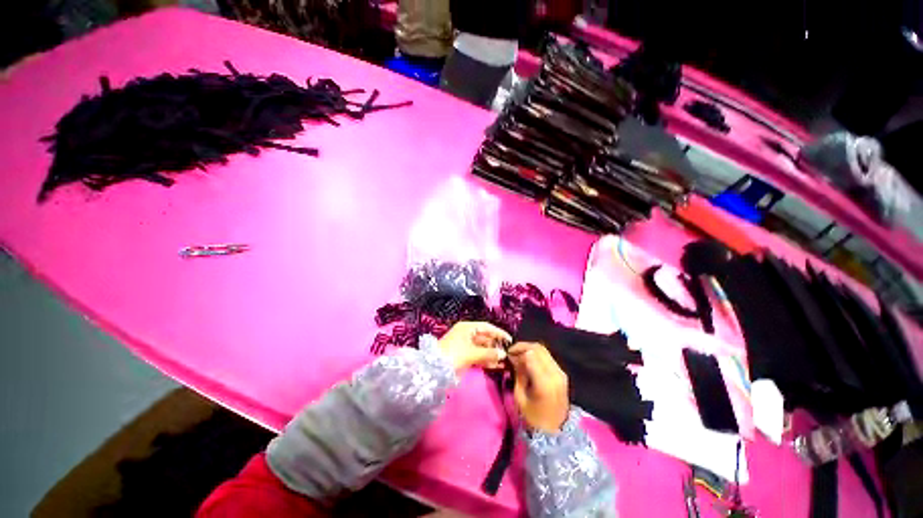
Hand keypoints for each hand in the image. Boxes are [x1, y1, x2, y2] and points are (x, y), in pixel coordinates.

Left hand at [438, 321, 511, 372]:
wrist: (434, 368)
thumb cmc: (453, 355)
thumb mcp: (472, 353)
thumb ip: (489, 353)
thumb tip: (503, 354)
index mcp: (467, 327)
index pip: (486, 327)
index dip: (498, 333)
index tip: (509, 340)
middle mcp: (466, 333)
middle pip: (484, 337)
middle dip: (496, 345)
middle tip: (508, 353)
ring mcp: (464, 344)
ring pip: (481, 347)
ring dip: (492, 354)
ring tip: (504, 361)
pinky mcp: (463, 355)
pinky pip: (477, 355)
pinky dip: (485, 359)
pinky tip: (495, 365)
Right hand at [509, 342, 569, 432]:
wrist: (555, 431)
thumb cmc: (534, 418)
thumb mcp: (520, 397)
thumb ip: (518, 374)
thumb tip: (514, 358)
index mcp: (544, 382)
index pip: (531, 354)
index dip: (518, 350)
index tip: (508, 354)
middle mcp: (555, 374)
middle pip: (538, 348)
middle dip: (523, 347)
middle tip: (512, 352)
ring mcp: (561, 373)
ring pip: (544, 350)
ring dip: (530, 349)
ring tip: (519, 356)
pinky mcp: (562, 374)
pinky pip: (548, 357)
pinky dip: (537, 355)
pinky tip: (528, 361)